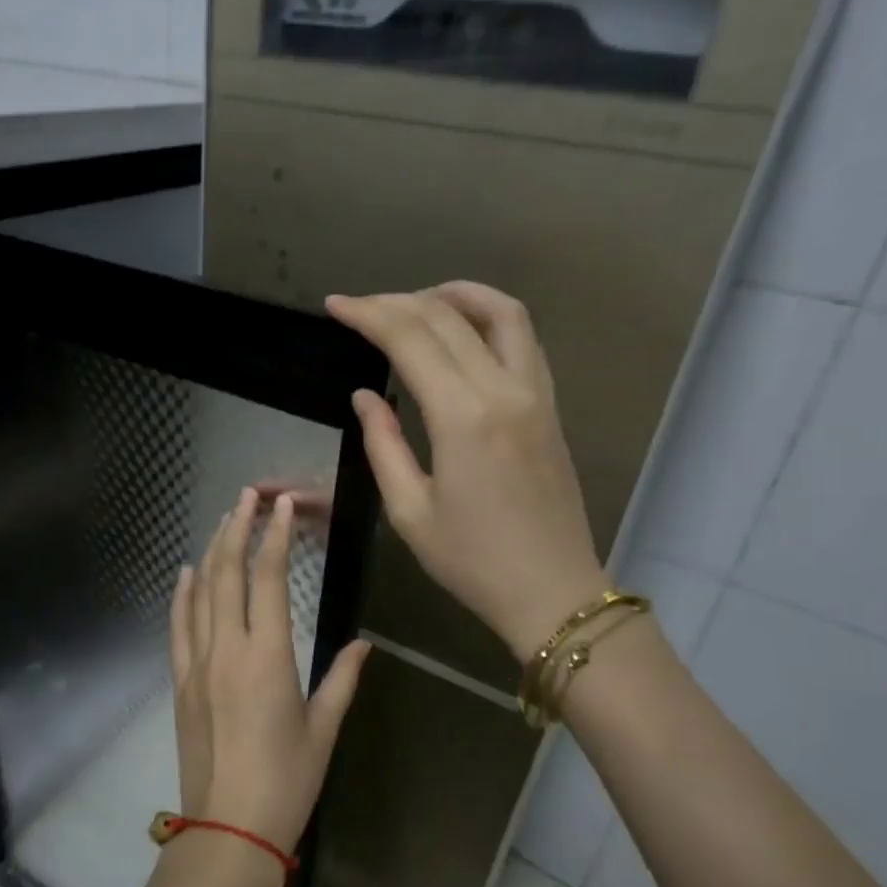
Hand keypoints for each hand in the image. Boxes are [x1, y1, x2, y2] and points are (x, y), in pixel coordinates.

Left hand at [169, 487, 370, 864]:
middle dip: (237, 528)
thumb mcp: (323, 730)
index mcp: (268, 658)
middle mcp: (227, 650)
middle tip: (246, 496)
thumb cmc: (286, 783)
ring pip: (200, 594)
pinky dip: (182, 594)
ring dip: (211, 552)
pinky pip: (179, 626)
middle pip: (227, 574)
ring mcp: (197, 665)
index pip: (268, 580)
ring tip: (222, 521)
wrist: (227, 834)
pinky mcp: (180, 683)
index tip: (279, 506)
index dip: (273, 537)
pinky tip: (186, 573)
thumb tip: (363, 644)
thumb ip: (342, 680)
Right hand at [326, 283, 605, 660]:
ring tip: (415, 301)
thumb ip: (383, 445)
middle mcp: (504, 390)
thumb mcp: (409, 511)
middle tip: (360, 306)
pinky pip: (523, 338)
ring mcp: (535, 393)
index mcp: (463, 418)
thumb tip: (365, 396)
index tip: (335, 306)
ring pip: (500, 312)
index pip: (411, 339)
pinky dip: (489, 316)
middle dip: (397, 302)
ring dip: (454, 294)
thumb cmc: (472, 562)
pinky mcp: (549, 405)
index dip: (368, 315)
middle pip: (448, 317)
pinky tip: (463, 329)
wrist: (552, 591)